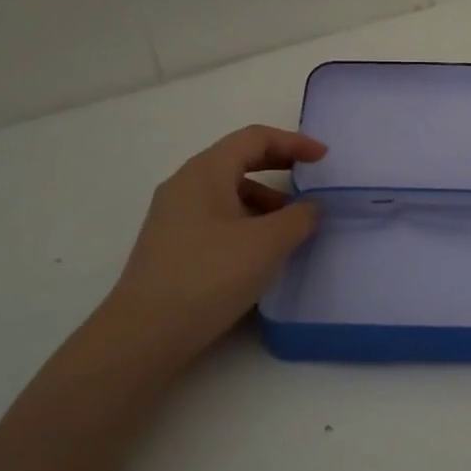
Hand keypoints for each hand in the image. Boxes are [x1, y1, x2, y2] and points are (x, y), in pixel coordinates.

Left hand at [91, 125, 327, 367]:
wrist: (146, 333)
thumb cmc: (210, 275)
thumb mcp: (268, 243)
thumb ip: (300, 217)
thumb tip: (311, 207)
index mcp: (206, 171)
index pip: (254, 138)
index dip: (294, 142)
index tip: (324, 158)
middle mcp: (186, 184)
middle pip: (239, 160)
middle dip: (279, 167)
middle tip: (312, 181)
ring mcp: (175, 215)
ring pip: (228, 191)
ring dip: (265, 200)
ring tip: (292, 227)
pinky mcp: (172, 244)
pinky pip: (217, 217)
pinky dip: (247, 221)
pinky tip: (262, 251)